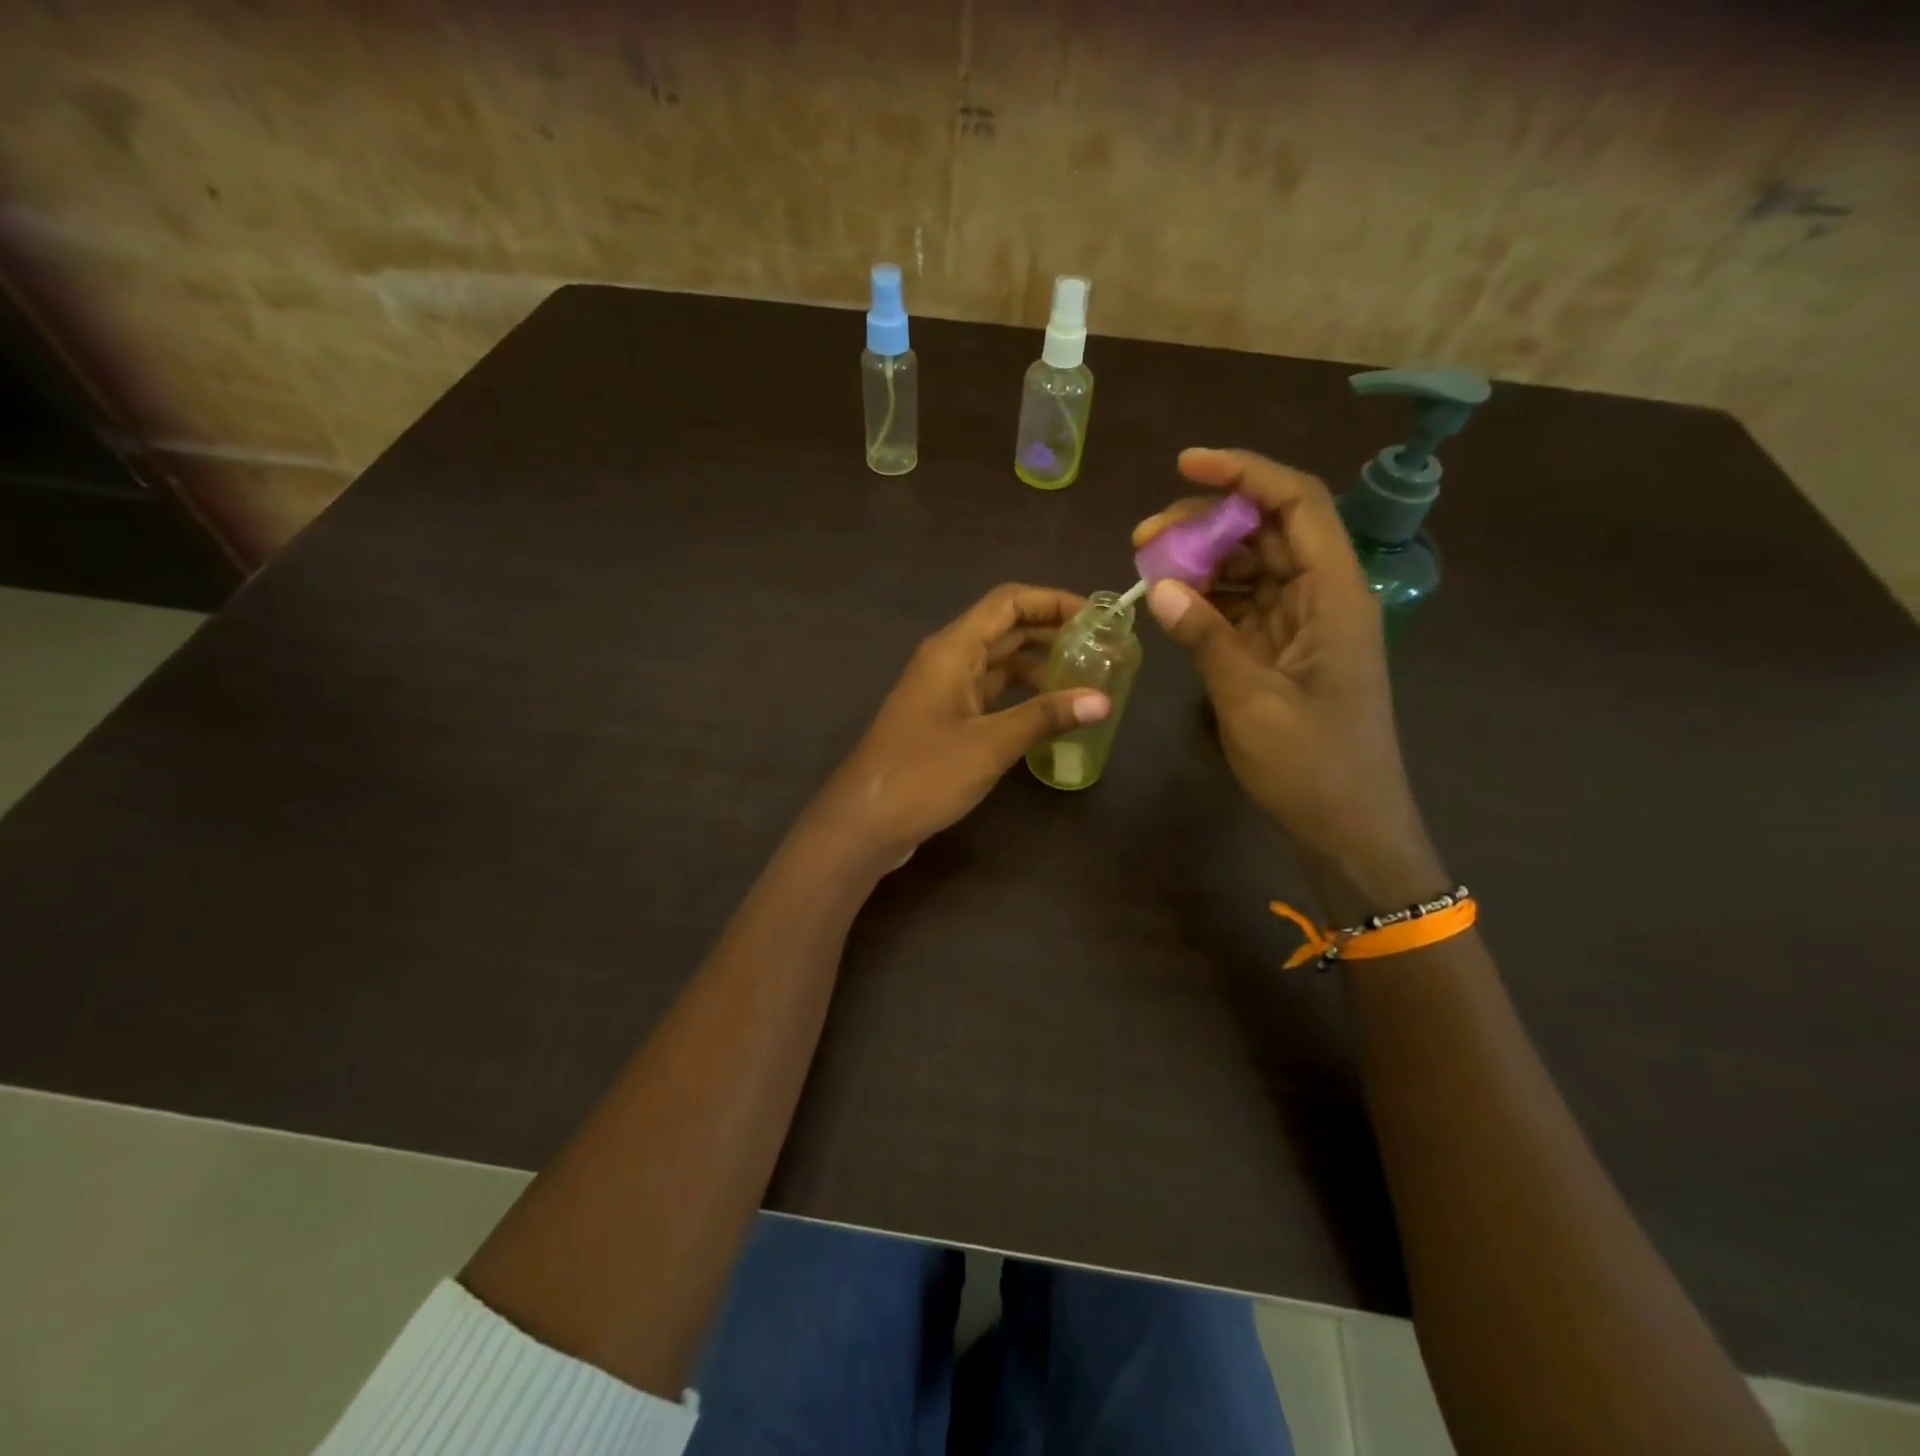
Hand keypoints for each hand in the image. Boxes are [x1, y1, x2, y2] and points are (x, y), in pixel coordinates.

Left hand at [809, 584, 1110, 864]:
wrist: (865, 822)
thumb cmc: (924, 774)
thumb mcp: (990, 744)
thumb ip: (1045, 717)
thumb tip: (1103, 700)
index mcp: (953, 650)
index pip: (1008, 603)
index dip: (1052, 602)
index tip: (1097, 618)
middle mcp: (947, 661)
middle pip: (1005, 629)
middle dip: (1052, 633)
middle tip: (1101, 649)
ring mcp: (944, 692)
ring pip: (999, 664)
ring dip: (1038, 666)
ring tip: (1085, 679)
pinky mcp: (944, 721)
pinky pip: (989, 694)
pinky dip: (1020, 696)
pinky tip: (1050, 713)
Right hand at [1135, 449, 1440, 896]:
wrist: (1348, 828)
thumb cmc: (1312, 766)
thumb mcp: (1251, 700)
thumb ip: (1206, 637)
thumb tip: (1159, 586)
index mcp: (1335, 595)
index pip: (1297, 504)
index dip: (1245, 474)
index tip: (1186, 465)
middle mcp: (1323, 597)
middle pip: (1268, 531)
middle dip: (1207, 522)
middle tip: (1144, 537)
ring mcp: (1303, 625)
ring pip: (1252, 567)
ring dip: (1202, 561)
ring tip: (1147, 567)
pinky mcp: (1284, 652)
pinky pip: (1243, 607)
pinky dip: (1208, 600)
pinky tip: (1171, 604)